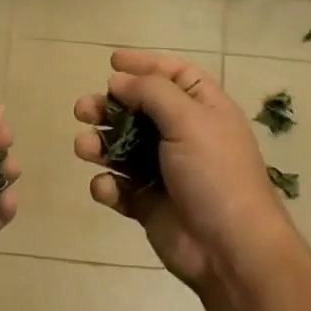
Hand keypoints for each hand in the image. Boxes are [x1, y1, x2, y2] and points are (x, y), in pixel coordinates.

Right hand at [74, 50, 291, 289]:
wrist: (228, 248)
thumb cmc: (214, 174)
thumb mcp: (189, 120)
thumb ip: (152, 93)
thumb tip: (119, 80)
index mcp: (203, 109)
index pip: (173, 75)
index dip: (144, 65)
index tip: (111, 62)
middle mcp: (183, 135)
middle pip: (138, 110)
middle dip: (108, 107)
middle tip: (82, 110)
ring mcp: (163, 171)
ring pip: (121, 149)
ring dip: (100, 145)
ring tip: (84, 148)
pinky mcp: (147, 203)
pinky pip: (119, 187)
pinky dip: (108, 186)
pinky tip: (107, 189)